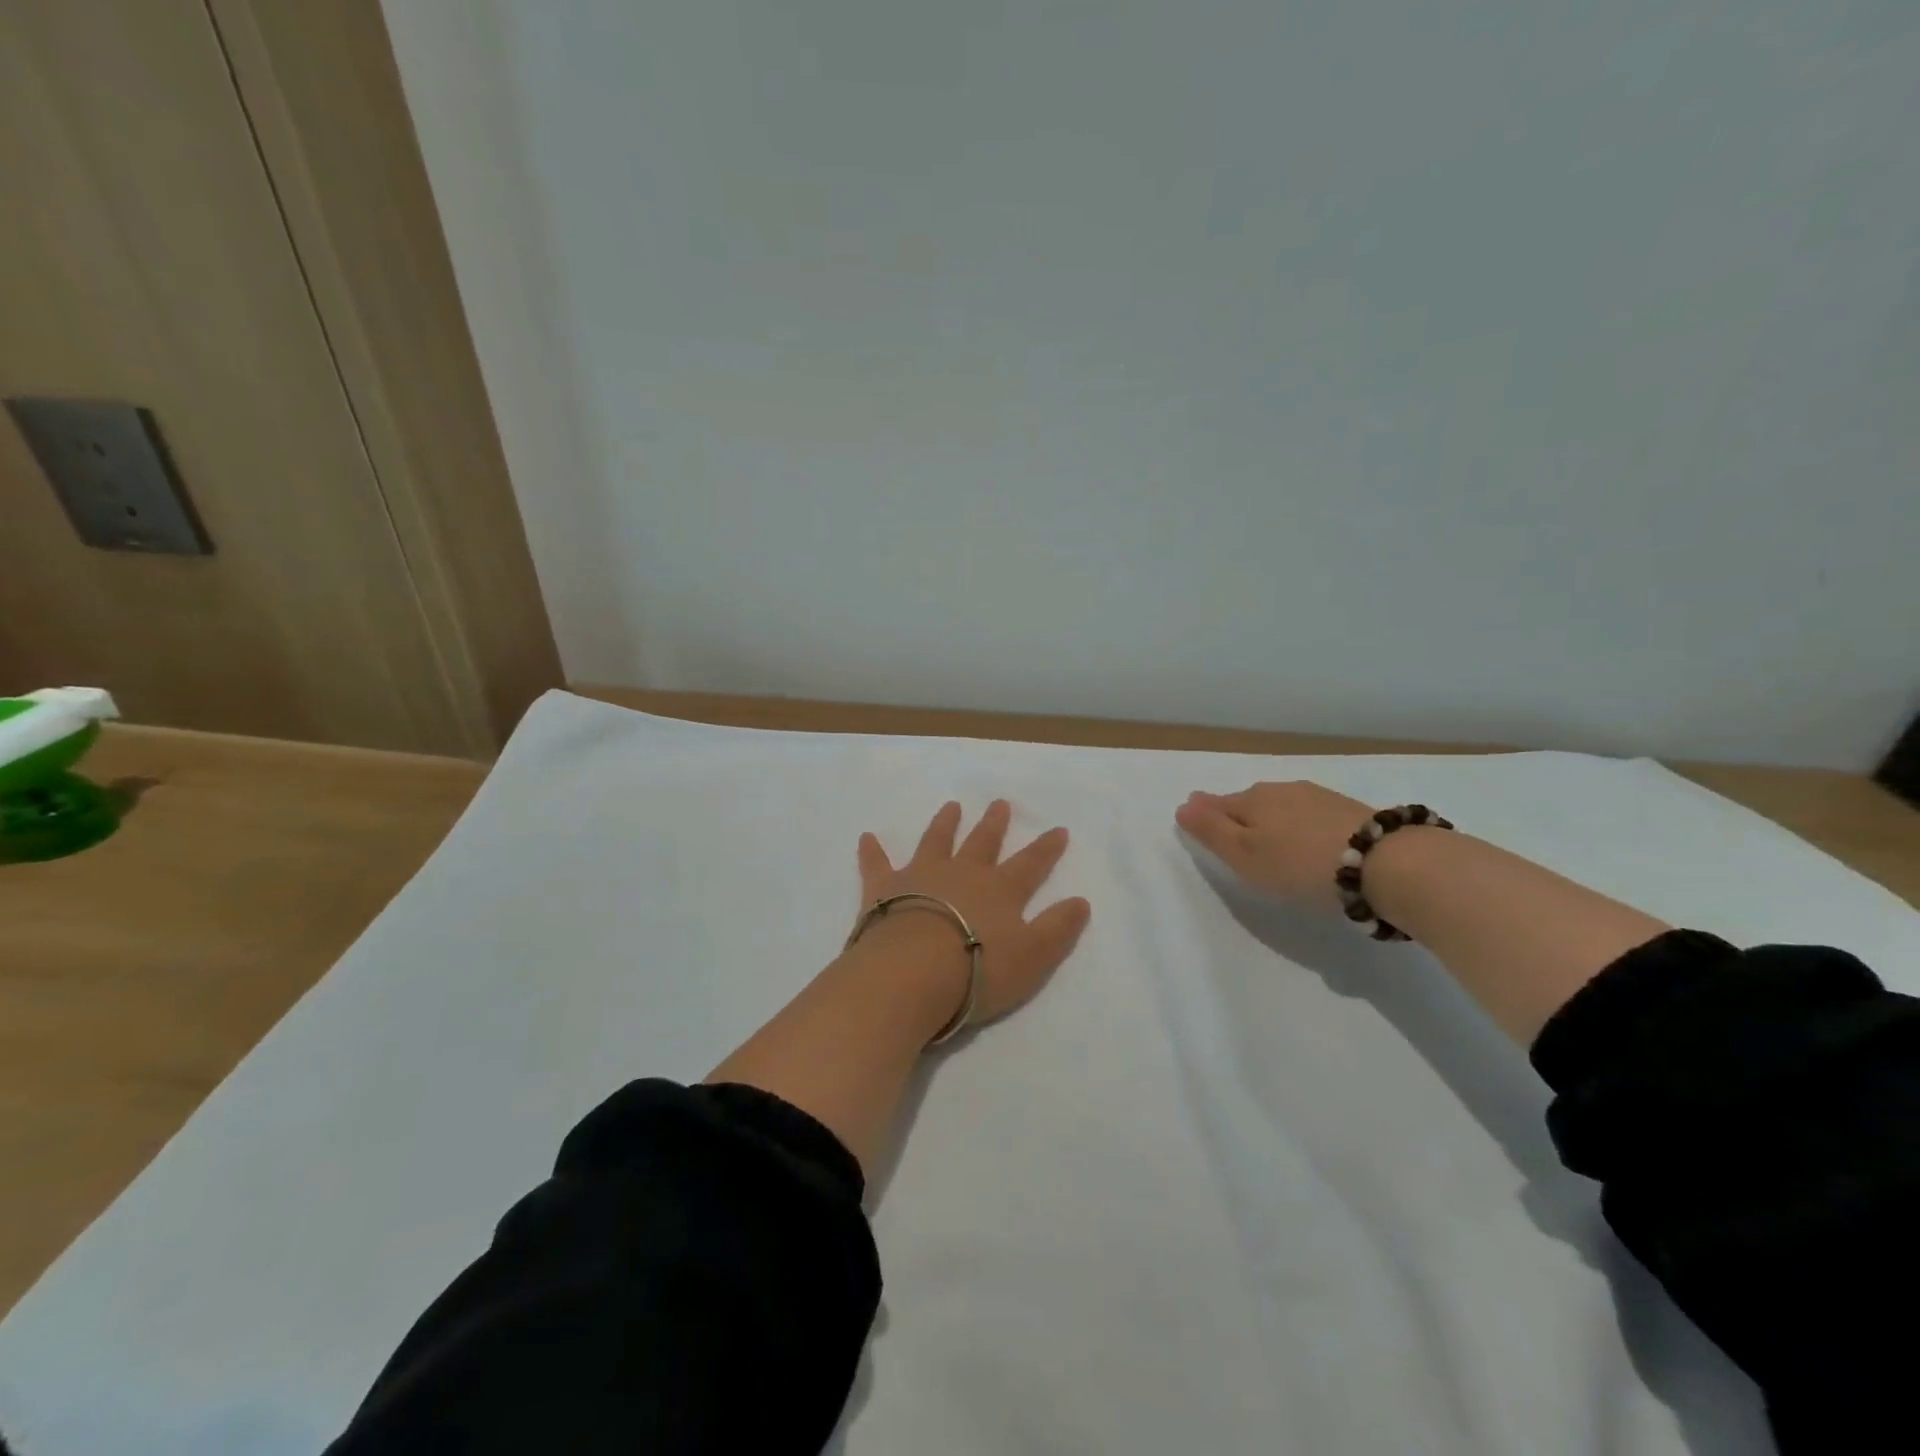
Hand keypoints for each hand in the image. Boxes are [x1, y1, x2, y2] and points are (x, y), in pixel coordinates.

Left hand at [855, 800, 1090, 1025]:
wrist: (912, 972)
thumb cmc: (977, 970)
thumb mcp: (1033, 957)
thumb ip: (1058, 929)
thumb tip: (1082, 901)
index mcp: (999, 890)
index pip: (1031, 864)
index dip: (1046, 849)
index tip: (1058, 829)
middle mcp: (962, 873)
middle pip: (982, 843)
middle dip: (994, 824)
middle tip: (1000, 803)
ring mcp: (921, 876)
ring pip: (936, 841)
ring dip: (945, 823)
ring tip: (951, 806)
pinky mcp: (884, 888)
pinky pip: (877, 864)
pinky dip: (872, 851)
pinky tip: (866, 838)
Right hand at [1175, 781, 1377, 909]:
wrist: (1385, 863)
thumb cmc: (1300, 863)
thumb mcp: (1245, 855)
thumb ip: (1211, 831)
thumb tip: (1182, 805)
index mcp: (1252, 800)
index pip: (1218, 804)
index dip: (1206, 814)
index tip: (1197, 821)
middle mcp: (1282, 790)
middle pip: (1250, 802)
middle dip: (1239, 814)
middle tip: (1235, 835)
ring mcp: (1319, 797)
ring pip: (1283, 806)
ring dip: (1274, 819)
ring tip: (1273, 839)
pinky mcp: (1350, 811)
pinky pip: (1311, 815)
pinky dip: (1303, 826)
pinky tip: (1311, 841)